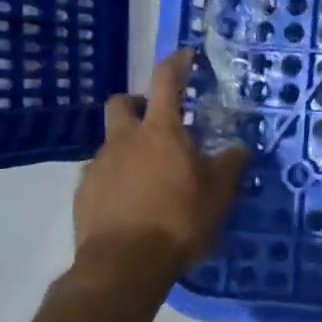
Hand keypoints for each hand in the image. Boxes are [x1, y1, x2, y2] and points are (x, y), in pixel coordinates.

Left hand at [72, 50, 249, 279]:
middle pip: (122, 103)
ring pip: (112, 142)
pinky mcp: (83, 194)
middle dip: (138, 104)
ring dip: (129, 148)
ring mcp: (98, 166)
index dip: (176, 63)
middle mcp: (124, 140)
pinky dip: (116, 178)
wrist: (124, 266)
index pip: (166, 81)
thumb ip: (230, 164)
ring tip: (150, 176)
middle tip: (158, 122)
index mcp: (161, 131)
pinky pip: (100, 174)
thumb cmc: (179, 220)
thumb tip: (239, 148)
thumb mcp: (219, 192)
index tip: (186, 56)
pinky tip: (131, 203)